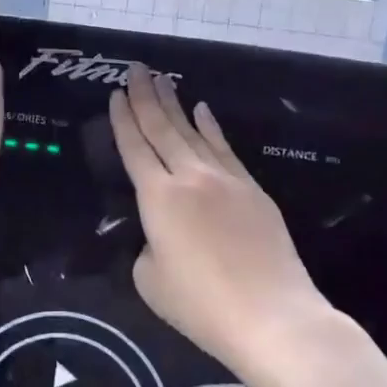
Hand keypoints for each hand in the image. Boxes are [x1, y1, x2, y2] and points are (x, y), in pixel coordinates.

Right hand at [109, 65, 327, 374]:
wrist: (272, 317)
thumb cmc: (201, 306)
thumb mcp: (150, 280)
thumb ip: (147, 246)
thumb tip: (161, 234)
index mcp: (157, 197)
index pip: (134, 147)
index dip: (122, 119)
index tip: (115, 93)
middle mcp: (189, 177)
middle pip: (162, 128)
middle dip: (146, 97)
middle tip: (137, 69)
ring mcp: (225, 179)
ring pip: (193, 132)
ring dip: (175, 104)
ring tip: (162, 80)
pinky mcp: (252, 190)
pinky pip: (225, 148)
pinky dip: (211, 127)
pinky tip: (203, 110)